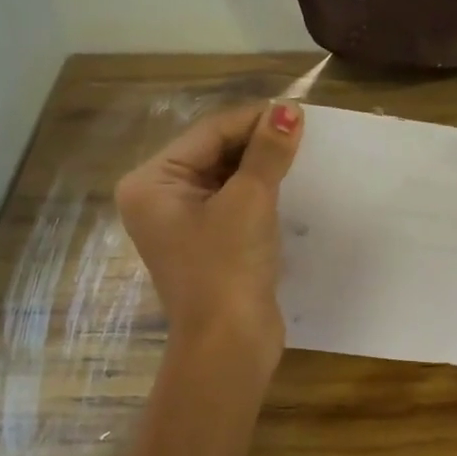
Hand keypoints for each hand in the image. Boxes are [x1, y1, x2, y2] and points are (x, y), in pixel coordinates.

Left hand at [115, 102, 303, 366]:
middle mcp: (159, 198)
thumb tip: (288, 109)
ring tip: (302, 154)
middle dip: (257, 143)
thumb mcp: (249, 201)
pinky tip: (290, 184)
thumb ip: (267, 152)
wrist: (229, 346)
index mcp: (152, 182)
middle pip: (214, 152)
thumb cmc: (228, 267)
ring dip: (261, 166)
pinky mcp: (207, 242)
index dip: (253, 120)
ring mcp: (183, 222)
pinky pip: (233, 202)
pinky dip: (259, 192)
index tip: (298, 112)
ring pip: (227, 177)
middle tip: (304, 133)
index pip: (208, 133)